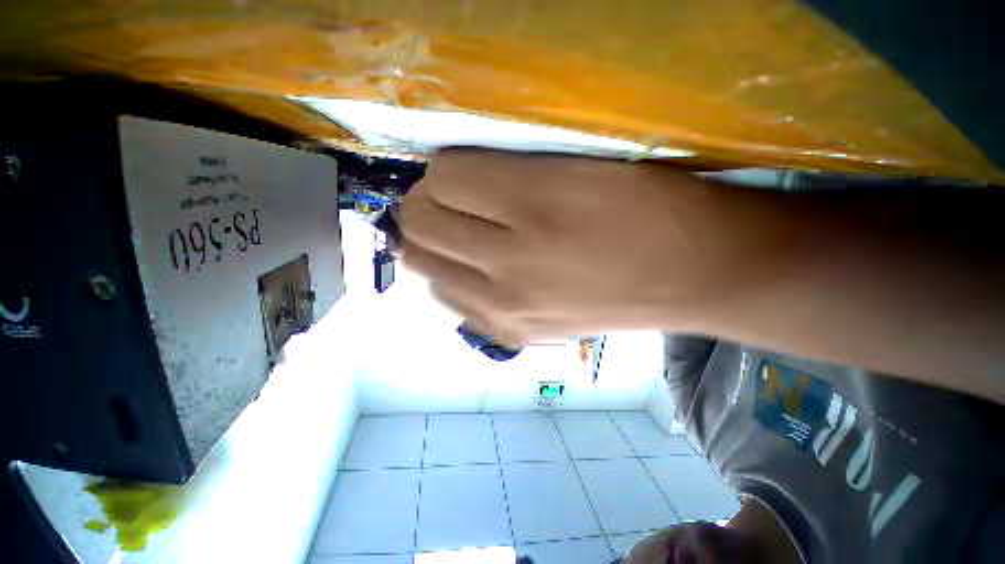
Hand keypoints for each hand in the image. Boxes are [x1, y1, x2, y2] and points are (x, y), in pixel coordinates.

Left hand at [399, 150, 746, 344]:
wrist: (696, 275)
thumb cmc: (652, 209)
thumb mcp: (581, 170)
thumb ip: (510, 173)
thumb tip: (455, 181)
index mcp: (536, 206)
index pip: (444, 178)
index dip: (444, 168)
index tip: (457, 171)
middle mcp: (512, 267)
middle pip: (421, 226)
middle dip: (423, 204)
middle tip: (445, 199)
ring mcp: (510, 309)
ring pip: (426, 268)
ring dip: (431, 245)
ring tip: (455, 235)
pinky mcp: (517, 334)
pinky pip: (452, 302)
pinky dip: (450, 279)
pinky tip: (472, 270)